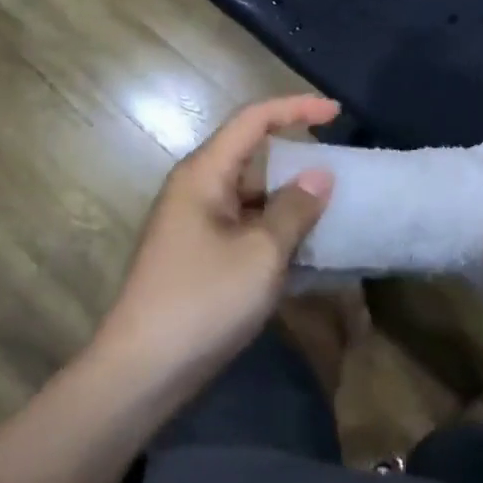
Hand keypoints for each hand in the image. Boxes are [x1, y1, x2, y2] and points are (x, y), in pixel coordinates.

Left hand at [94, 95, 338, 400]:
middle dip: (297, 161)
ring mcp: (196, 225)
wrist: (141, 373)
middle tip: (342, 174)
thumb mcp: (261, 253)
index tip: (336, 112)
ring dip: (290, 203)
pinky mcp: (200, 257)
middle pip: (253, 157)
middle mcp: (197, 190)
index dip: (296, 108)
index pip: (253, 120)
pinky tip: (308, 253)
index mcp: (205, 174)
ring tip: (335, 214)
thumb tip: (320, 175)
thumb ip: (295, 209)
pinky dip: (276, 233)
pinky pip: (246, 228)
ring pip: (252, 197)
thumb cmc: (202, 301)